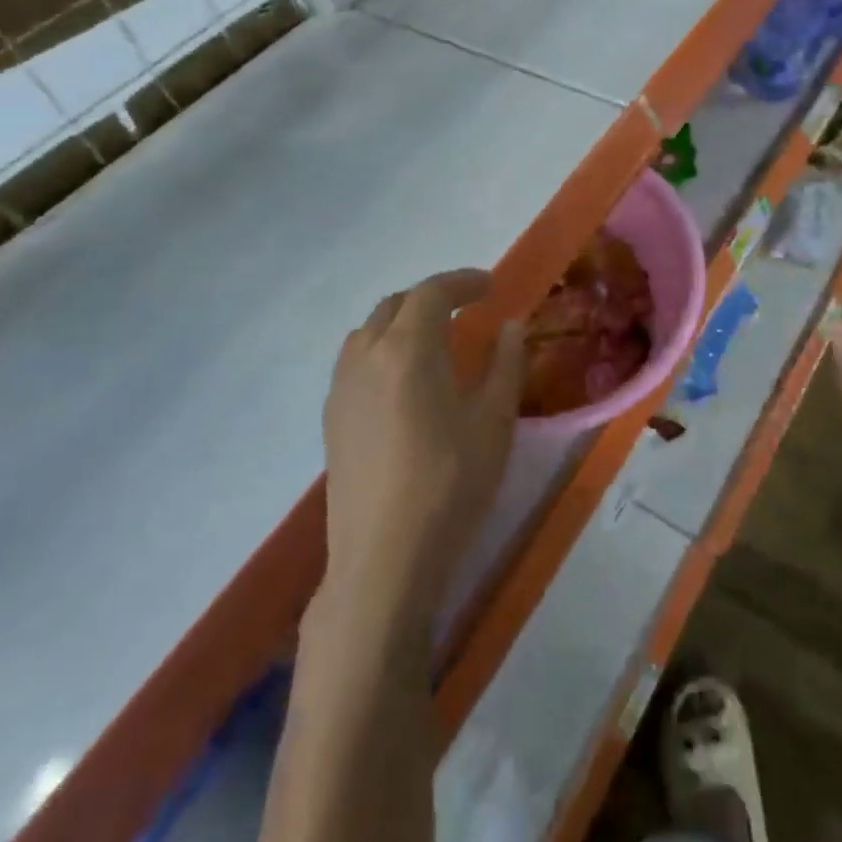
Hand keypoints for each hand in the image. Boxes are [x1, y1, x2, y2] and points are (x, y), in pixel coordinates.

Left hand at [323, 270, 524, 612]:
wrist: (383, 560)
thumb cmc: (449, 485)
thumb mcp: (494, 422)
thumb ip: (506, 364)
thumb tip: (511, 326)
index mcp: (407, 350)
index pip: (432, 292)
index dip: (463, 281)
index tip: (490, 286)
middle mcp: (366, 357)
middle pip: (395, 305)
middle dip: (432, 297)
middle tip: (466, 308)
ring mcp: (341, 389)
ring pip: (368, 331)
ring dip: (402, 321)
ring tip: (433, 339)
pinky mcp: (331, 419)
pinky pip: (354, 361)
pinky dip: (381, 349)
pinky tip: (403, 380)